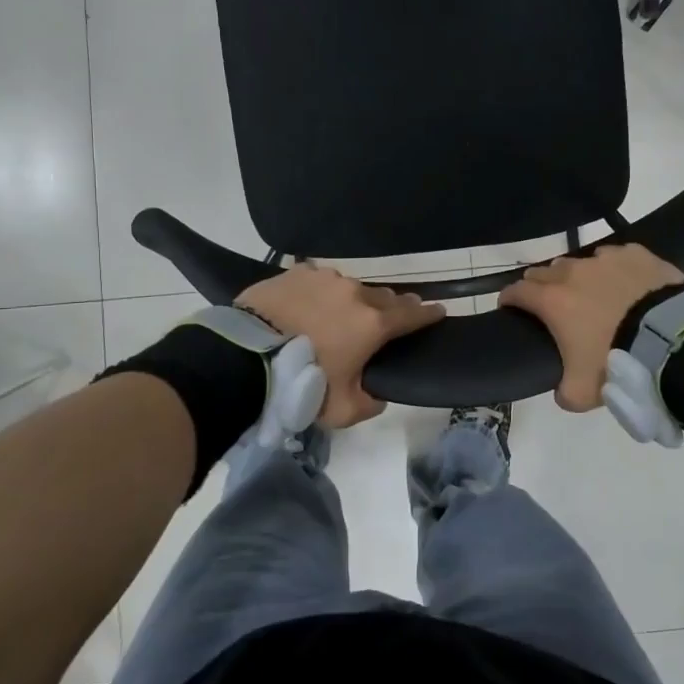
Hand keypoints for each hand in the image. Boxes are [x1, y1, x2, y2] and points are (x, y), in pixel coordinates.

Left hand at [237, 264, 444, 427]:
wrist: (244, 358)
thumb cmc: (301, 384)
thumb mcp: (343, 410)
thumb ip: (370, 402)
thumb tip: (377, 393)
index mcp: (373, 324)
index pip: (412, 314)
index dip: (428, 314)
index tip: (439, 310)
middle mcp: (354, 294)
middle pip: (382, 298)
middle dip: (390, 307)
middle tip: (389, 317)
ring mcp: (324, 279)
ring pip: (349, 288)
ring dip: (351, 301)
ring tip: (339, 315)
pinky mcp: (296, 273)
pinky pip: (317, 282)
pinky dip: (319, 293)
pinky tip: (309, 304)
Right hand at [499, 244, 683, 410]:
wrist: (670, 339)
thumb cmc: (617, 362)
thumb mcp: (581, 392)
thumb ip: (563, 392)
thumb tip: (562, 392)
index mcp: (552, 301)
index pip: (516, 291)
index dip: (509, 299)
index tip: (509, 307)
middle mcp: (573, 273)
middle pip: (544, 272)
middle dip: (540, 285)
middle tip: (550, 304)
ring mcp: (605, 259)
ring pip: (580, 262)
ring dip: (579, 276)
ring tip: (592, 294)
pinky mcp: (635, 253)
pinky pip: (616, 256)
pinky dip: (614, 269)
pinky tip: (625, 283)